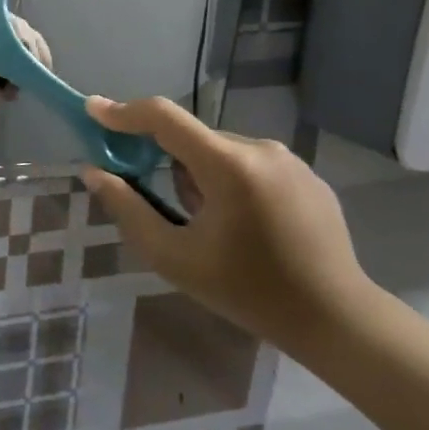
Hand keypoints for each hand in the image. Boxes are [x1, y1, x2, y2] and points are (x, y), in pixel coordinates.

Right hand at [79, 95, 373, 347]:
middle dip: (166, 162)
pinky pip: (249, 164)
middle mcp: (261, 150)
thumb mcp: (171, 256)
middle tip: (164, 207)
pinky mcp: (307, 175)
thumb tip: (94, 172)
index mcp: (228, 166)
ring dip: (199, 175)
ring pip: (219, 152)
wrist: (336, 319)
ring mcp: (290, 160)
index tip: (93, 109)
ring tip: (210, 225)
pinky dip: (230, 182)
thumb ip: (127, 208)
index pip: (164, 118)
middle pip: (190, 138)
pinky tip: (243, 226)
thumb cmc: (245, 290)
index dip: (123, 112)